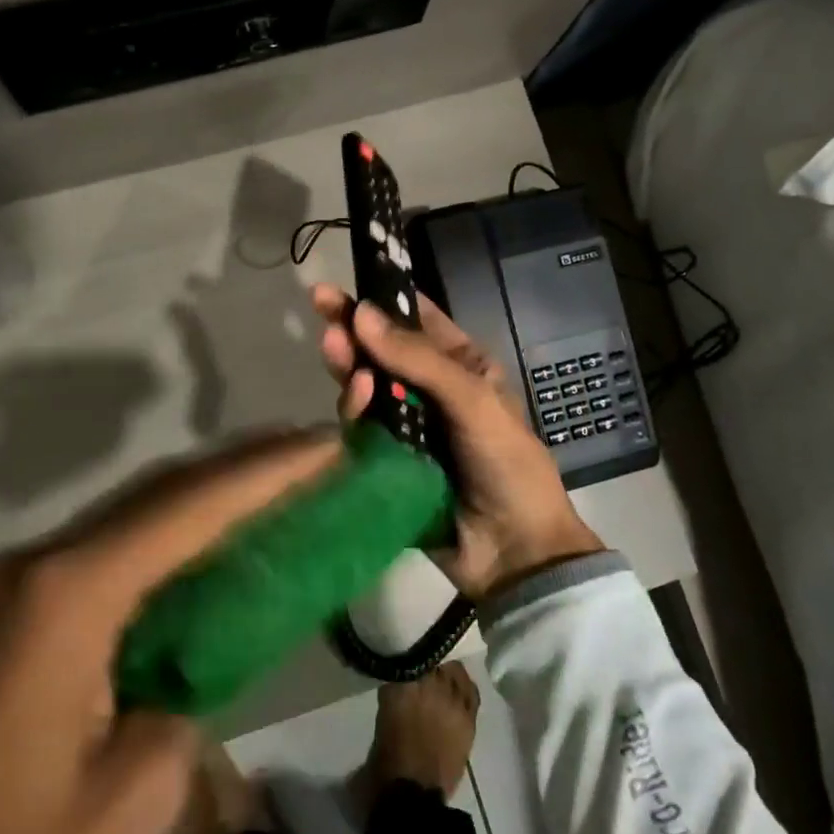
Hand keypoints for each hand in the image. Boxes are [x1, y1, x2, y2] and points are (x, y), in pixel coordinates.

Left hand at [0, 429, 341, 833]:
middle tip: (311, 447)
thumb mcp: (133, 798)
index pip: (188, 508)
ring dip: (204, 493)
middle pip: (158, 492)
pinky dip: (167, 534)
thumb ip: (186, 697)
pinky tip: (205, 539)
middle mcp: (36, 566)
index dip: (268, 471)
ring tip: (276, 476)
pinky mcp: (9, 616)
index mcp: (68, 595)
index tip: (327, 442)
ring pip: (129, 514)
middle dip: (241, 464)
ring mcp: (14, 587)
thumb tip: (193, 660)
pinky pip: (106, 551)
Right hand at [311, 285, 601, 601]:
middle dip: (353, 328)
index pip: (417, 320)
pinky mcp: (386, 459)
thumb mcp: (472, 399)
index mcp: (462, 367)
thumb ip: (418, 358)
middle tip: (320, 306)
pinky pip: (362, 427)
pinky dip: (354, 409)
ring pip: (367, 385)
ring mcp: (406, 426)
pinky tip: (354, 397)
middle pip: (383, 350)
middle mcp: (430, 390)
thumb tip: (361, 313)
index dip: (382, 298)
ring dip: (350, 365)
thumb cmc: (506, 462)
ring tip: (333, 348)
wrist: (512, 551)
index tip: (344, 282)